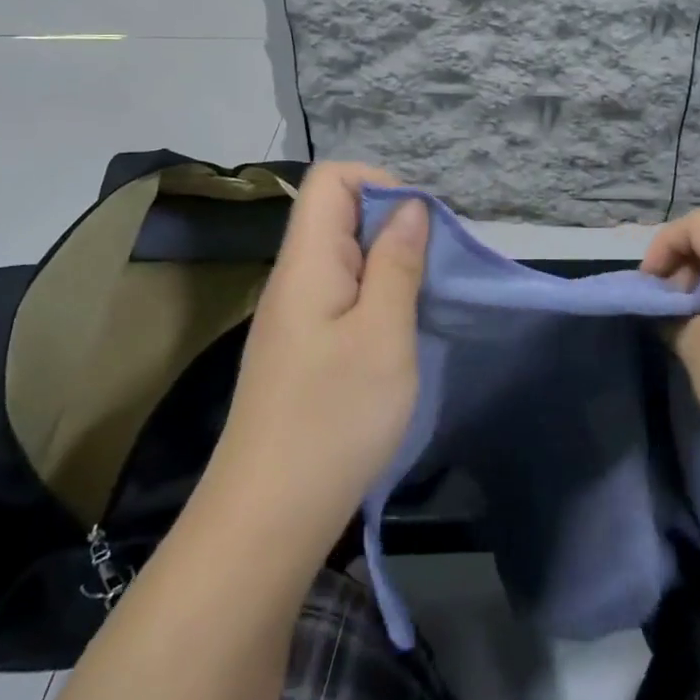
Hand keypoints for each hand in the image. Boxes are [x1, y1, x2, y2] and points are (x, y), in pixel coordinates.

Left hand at [197, 163, 429, 568]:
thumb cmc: (333, 419)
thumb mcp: (383, 334)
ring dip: (389, 265)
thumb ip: (398, 262)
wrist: (266, 520)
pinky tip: (397, 335)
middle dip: (394, 226)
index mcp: (306, 261)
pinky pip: (342, 295)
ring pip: (345, 257)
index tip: (421, 226)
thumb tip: (410, 206)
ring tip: (422, 302)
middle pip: (338, 214)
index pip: (331, 178)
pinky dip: (376, 298)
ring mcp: (294, 314)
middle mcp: (294, 277)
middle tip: (433, 269)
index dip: (380, 184)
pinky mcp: (301, 348)